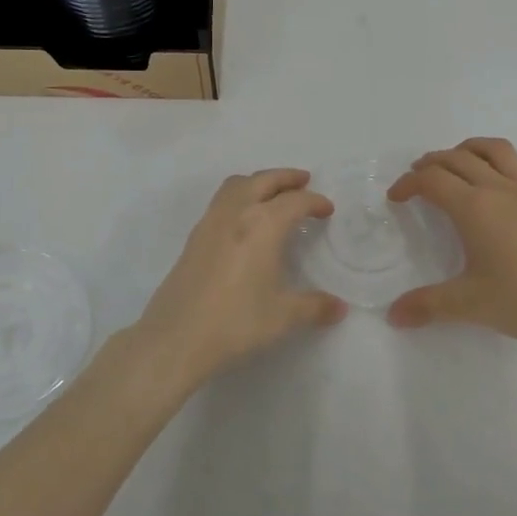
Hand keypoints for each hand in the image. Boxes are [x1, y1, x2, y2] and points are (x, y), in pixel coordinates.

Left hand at [125, 168, 346, 391]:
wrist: (176, 337)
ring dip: (258, 182)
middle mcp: (236, 213)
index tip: (327, 210)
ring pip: (236, 185)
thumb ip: (314, 307)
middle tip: (304, 182)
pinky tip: (244, 221)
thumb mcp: (283, 316)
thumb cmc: (236, 322)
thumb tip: (340, 308)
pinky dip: (239, 197)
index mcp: (262, 225)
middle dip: (286, 178)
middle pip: (263, 180)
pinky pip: (221, 202)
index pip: (295, 202)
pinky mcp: (194, 238)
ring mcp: (210, 223)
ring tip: (273, 194)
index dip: (314, 202)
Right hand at [387, 139, 516, 355]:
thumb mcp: (470, 305)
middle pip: (457, 158)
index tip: (396, 198)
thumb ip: (427, 305)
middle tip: (417, 178)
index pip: (432, 180)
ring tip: (456, 162)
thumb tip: (393, 316)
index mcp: (474, 207)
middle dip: (431, 162)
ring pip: (494, 149)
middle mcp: (500, 188)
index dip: (408, 184)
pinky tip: (502, 179)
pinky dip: (504, 161)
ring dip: (468, 149)